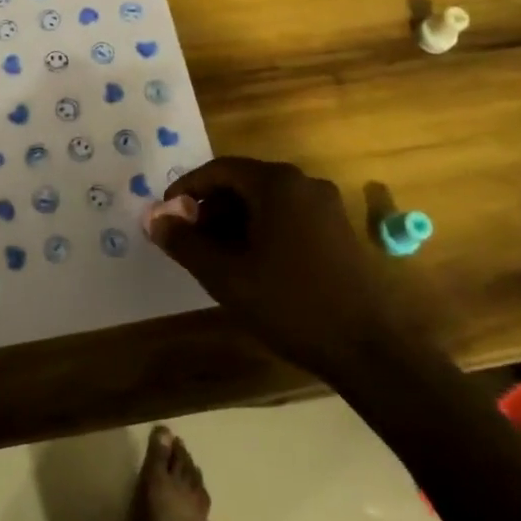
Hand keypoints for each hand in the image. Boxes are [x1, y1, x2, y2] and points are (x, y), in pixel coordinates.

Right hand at [148, 157, 405, 376]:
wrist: (367, 349)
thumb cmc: (290, 305)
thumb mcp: (226, 276)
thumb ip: (185, 242)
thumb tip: (153, 218)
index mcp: (277, 184)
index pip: (219, 170)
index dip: (187, 190)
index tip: (167, 216)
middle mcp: (303, 183)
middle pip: (243, 182)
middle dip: (210, 207)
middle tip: (189, 240)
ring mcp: (325, 206)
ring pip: (265, 200)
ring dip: (234, 220)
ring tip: (215, 256)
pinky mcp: (338, 229)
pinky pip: (287, 215)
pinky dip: (261, 229)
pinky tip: (251, 263)